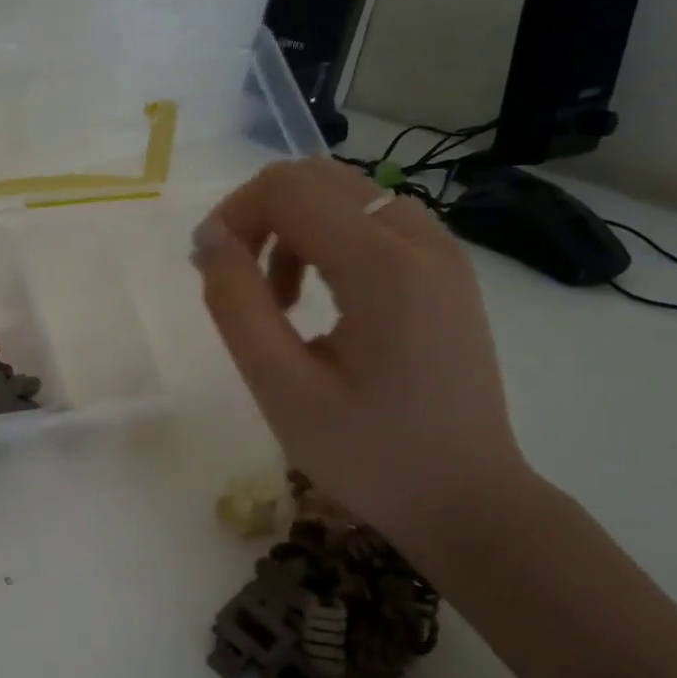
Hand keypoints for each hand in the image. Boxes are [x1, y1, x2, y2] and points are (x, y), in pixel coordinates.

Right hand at [191, 158, 533, 560]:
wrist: (467, 499)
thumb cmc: (368, 454)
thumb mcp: (281, 388)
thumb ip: (236, 305)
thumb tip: (209, 239)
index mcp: (383, 266)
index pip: (288, 189)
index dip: (232, 215)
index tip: (209, 272)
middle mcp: (420, 239)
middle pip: (316, 178)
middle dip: (259, 216)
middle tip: (237, 284)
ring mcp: (442, 252)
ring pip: (344, 195)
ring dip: (293, 229)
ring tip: (279, 303)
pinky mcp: (447, 271)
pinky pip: (373, 221)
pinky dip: (329, 241)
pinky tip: (321, 299)